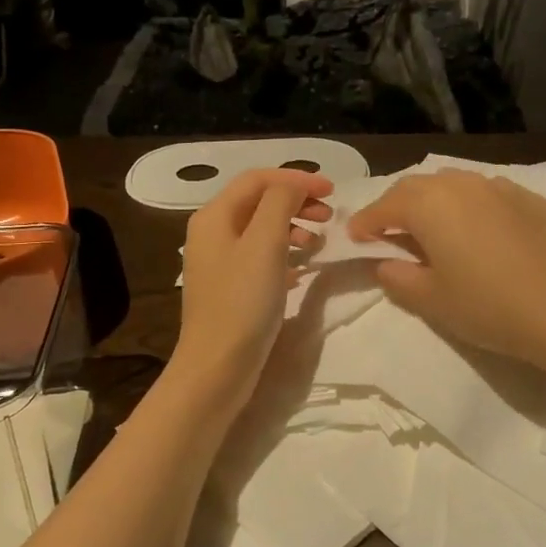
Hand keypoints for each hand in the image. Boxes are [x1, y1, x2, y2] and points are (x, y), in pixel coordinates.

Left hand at [172, 168, 332, 406]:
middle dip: (296, 202)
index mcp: (214, 216)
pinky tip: (303, 270)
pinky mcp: (231, 289)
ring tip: (318, 245)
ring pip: (262, 230)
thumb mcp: (265, 243)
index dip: (296, 179)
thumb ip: (280, 203)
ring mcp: (220, 263)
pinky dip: (286, 255)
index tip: (333, 191)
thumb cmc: (242, 301)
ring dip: (293, 228)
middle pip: (259, 202)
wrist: (217, 367)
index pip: (258, 179)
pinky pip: (262, 258)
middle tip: (329, 217)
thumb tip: (294, 185)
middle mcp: (213, 233)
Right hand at [348, 170, 545, 368]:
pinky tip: (479, 230)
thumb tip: (387, 263)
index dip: (365, 221)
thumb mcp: (432, 300)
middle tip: (389, 231)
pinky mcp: (532, 199)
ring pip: (455, 184)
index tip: (355, 237)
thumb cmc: (488, 306)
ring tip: (433, 227)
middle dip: (397, 206)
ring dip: (435, 202)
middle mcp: (462, 185)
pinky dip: (471, 206)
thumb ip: (399, 278)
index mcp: (430, 205)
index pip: (385, 207)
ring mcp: (501, 188)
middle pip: (418, 187)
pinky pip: (488, 194)